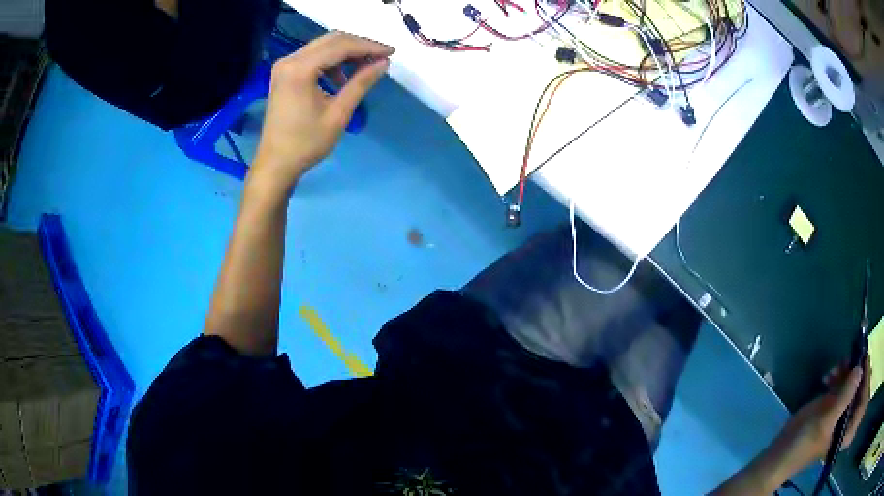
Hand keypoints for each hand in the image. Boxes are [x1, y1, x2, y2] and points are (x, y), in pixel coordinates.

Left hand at [250, 31, 393, 192]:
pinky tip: (342, 78)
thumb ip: (361, 83)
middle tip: (382, 57)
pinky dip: (331, 61)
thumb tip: (383, 63)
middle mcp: (289, 60)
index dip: (369, 46)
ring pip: (323, 46)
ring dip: (346, 53)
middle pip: (331, 40)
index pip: (341, 46)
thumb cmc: (306, 143)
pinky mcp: (284, 73)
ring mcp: (284, 65)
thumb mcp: (338, 113)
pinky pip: (313, 57)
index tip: (392, 52)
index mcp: (300, 69)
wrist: (275, 163)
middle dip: (359, 46)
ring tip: (365, 67)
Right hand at [775, 359, 870, 473]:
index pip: (863, 403)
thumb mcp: (825, 420)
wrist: (781, 452)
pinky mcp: (833, 408)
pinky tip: (829, 375)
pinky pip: (843, 386)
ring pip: (852, 385)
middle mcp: (847, 422)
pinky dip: (838, 376)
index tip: (864, 360)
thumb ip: (845, 396)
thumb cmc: (804, 442)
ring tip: (837, 366)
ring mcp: (840, 415)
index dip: (866, 381)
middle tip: (852, 357)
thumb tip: (860, 369)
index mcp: (847, 432)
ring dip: (846, 372)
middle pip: (859, 391)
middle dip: (857, 373)